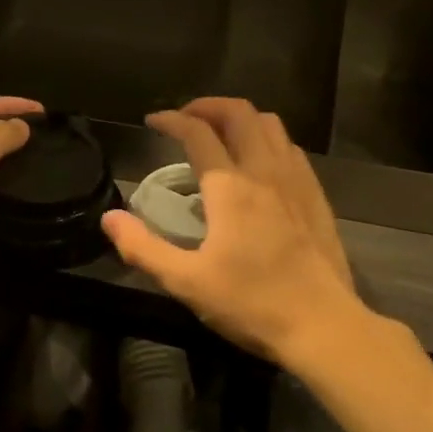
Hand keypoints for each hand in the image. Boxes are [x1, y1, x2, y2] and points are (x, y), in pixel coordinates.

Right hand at [101, 98, 360, 365]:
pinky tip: (259, 162)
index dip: (172, 120)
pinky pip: (290, 147)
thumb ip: (143, 247)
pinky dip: (267, 139)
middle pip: (239, 113)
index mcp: (230, 187)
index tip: (153, 121)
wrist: (323, 325)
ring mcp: (296, 180)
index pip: (198, 132)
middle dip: (207, 106)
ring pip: (270, 124)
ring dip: (240, 118)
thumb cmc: (251, 303)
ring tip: (220, 133)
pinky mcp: (316, 195)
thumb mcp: (187, 282)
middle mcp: (264, 171)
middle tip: (186, 119)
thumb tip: (110, 218)